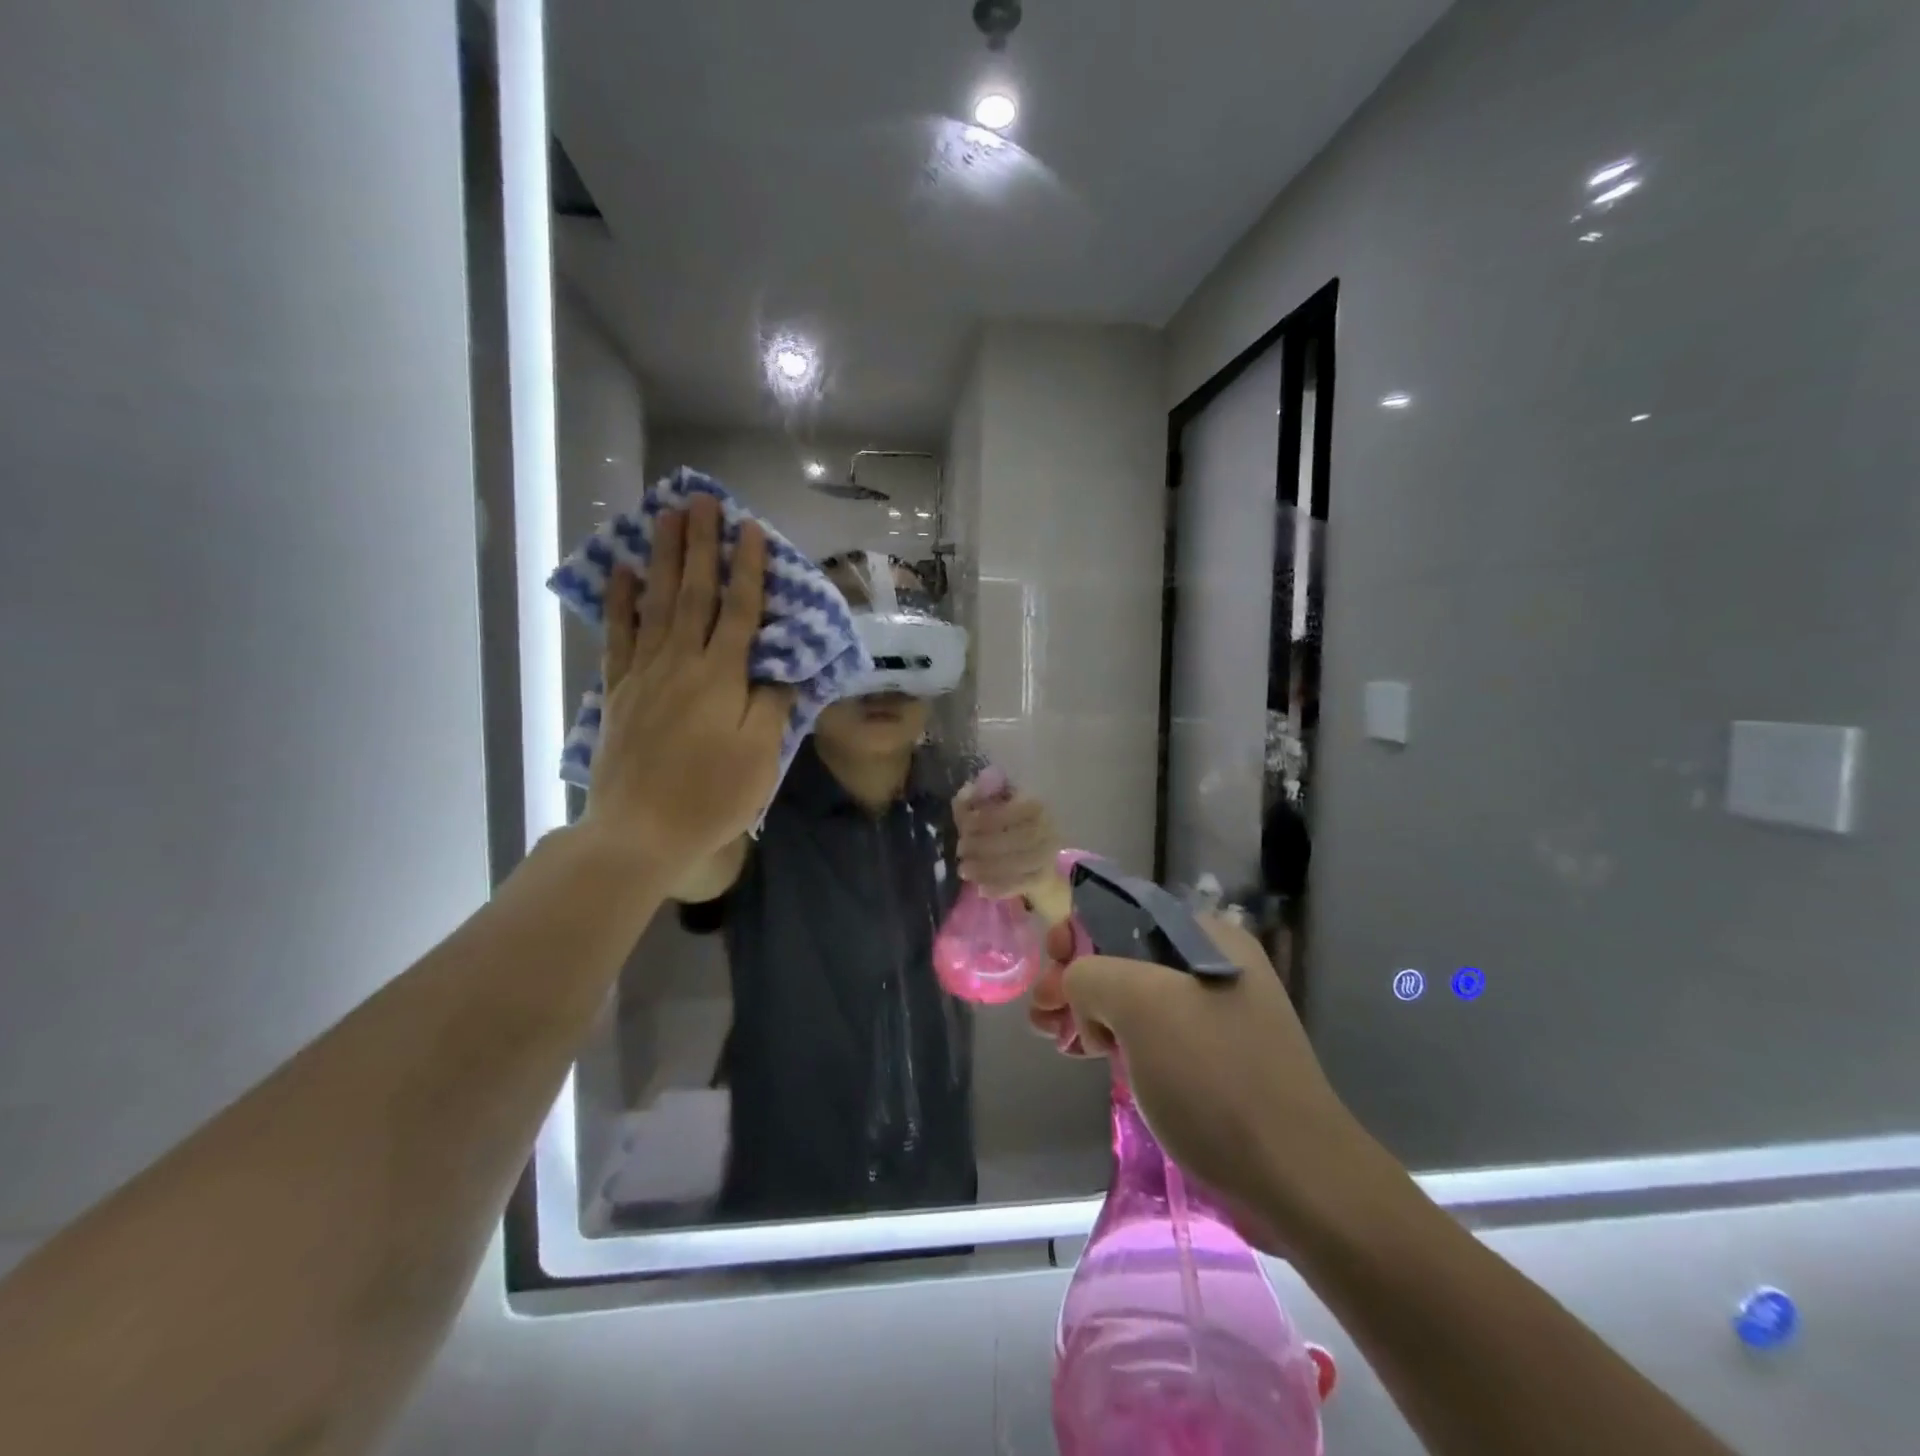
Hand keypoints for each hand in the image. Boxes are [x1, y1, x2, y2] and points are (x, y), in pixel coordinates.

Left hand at [585, 496, 794, 865]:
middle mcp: (682, 662)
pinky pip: (619, 636)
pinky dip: (620, 602)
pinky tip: (620, 573)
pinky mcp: (619, 691)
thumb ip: (772, 704)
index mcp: (722, 676)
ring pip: (655, 603)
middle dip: (700, 545)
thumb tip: (780, 668)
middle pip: (694, 593)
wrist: (639, 831)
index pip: (740, 610)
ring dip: (661, 557)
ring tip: (663, 516)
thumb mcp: (760, 755)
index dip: (747, 569)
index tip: (749, 528)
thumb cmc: (711, 796)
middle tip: (700, 500)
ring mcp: (645, 674)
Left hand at [953, 781, 1069, 919]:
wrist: (1035, 861)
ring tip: (964, 870)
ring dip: (987, 868)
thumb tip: (965, 791)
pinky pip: (1022, 884)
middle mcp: (1047, 827)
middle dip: (984, 845)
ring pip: (1020, 862)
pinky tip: (981, 888)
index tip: (964, 827)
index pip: (1011, 811)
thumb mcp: (986, 811)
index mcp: (1033, 805)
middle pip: (1018, 838)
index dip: (986, 819)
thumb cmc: (1005, 828)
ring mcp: (1049, 853)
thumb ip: (973, 802)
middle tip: (960, 850)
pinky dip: (1000, 887)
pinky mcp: (1045, 877)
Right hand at [1039, 914, 1371, 1247]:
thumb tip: (1081, 992)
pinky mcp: (1212, 1059)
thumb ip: (1091, 974)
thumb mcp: (1140, 1005)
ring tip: (1051, 1035)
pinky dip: (1113, 1037)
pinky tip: (1088, 1054)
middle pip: (1123, 954)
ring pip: (1133, 996)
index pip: (1123, 911)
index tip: (1048, 965)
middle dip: (1075, 975)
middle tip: (1040, 1012)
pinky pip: (1150, 1032)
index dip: (1077, 930)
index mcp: (1205, 936)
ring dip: (1087, 1008)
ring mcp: (1215, 1015)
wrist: (1297, 1179)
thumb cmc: (1215, 1078)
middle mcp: (1212, 965)